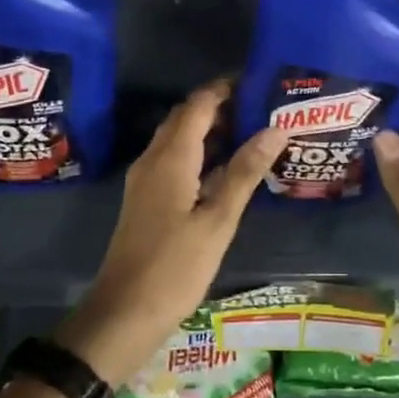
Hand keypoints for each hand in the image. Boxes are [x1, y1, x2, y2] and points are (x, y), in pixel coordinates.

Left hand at [55, 81, 285, 386]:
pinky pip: (175, 160)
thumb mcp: (218, 220)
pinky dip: (201, 153)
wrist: (123, 314)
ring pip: (179, 139)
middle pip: (186, 117)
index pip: (198, 104)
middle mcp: (153, 159)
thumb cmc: (175, 267)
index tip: (258, 83)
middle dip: (220, 106)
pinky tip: (227, 169)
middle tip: (261, 108)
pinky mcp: (146, 199)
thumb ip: (245, 171)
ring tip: (253, 132)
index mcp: (171, 158)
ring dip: (211, 130)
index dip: (225, 88)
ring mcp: (146, 180)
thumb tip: (275, 128)